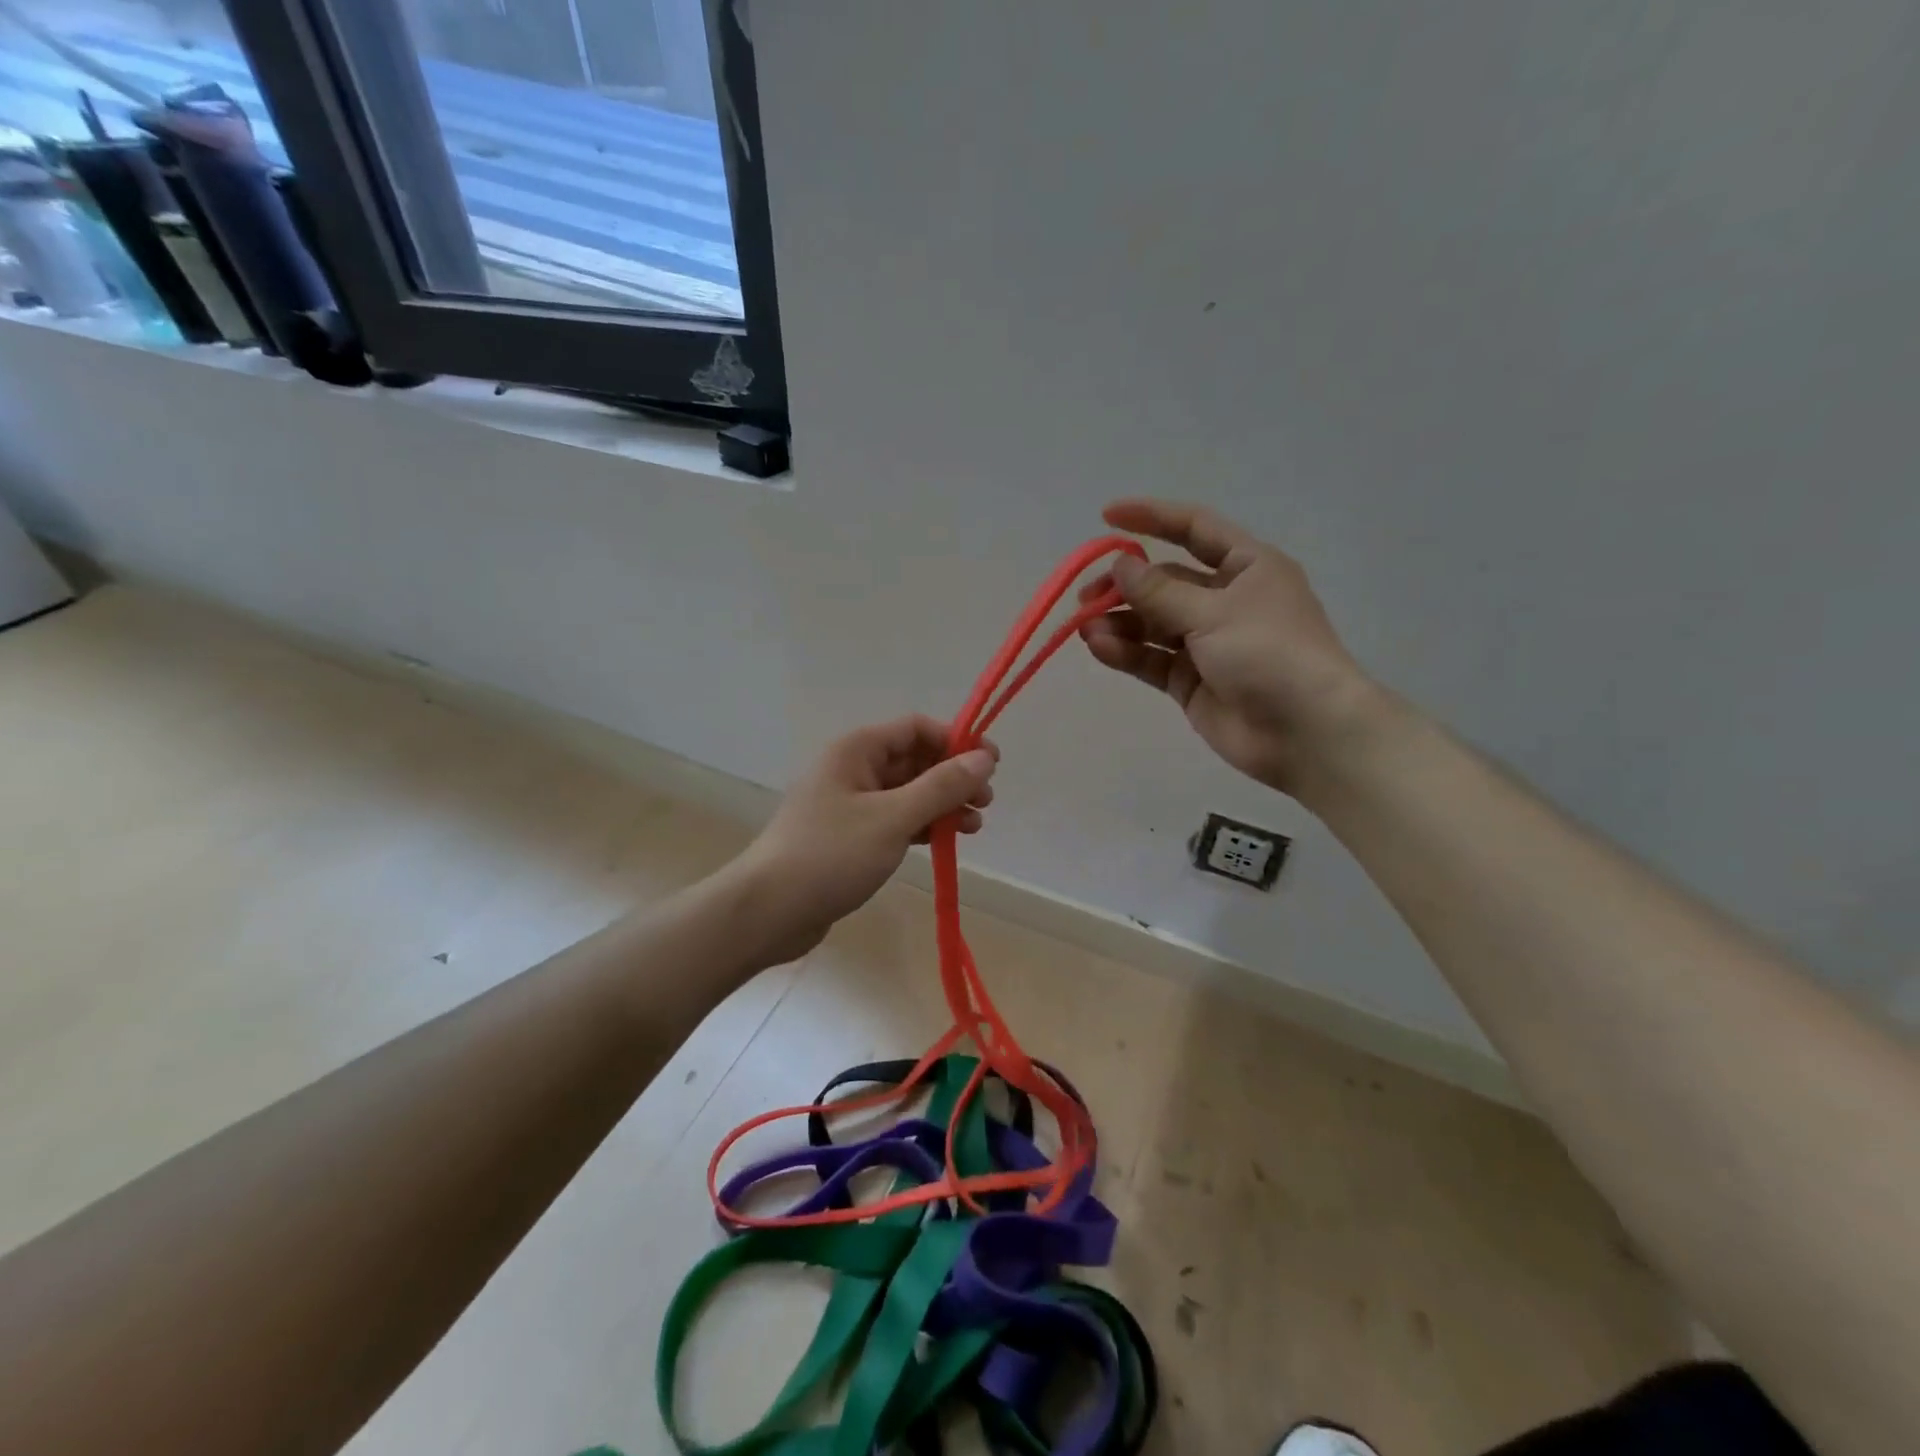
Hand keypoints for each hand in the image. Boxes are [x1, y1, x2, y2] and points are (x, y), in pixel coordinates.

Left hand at [727, 717, 997, 965]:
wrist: (769, 911)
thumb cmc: (830, 855)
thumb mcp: (893, 818)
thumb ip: (942, 787)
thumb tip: (985, 757)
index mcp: (857, 750)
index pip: (917, 729)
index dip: (956, 742)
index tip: (991, 765)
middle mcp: (853, 769)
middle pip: (914, 760)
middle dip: (953, 777)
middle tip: (986, 802)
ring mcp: (850, 804)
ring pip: (908, 792)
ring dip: (942, 804)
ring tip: (974, 826)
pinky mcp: (850, 837)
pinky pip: (895, 819)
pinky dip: (922, 826)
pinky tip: (945, 841)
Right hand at [1079, 498, 1382, 797]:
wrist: (1305, 732)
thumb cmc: (1270, 653)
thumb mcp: (1214, 612)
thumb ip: (1160, 591)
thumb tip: (1120, 565)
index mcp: (1246, 567)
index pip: (1194, 529)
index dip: (1152, 518)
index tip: (1106, 516)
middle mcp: (1225, 600)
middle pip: (1164, 582)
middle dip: (1124, 587)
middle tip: (1087, 596)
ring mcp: (1206, 643)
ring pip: (1152, 624)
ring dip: (1119, 623)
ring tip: (1086, 628)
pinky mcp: (1190, 681)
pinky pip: (1151, 659)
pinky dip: (1125, 652)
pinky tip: (1098, 647)